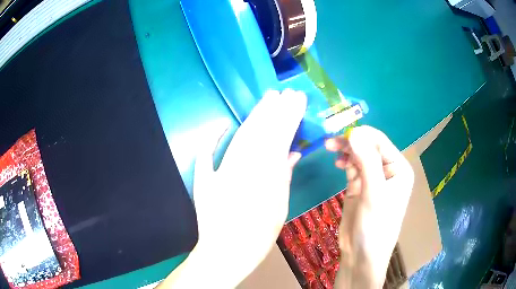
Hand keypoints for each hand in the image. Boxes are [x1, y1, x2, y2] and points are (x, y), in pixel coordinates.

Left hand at [158, 89, 306, 288]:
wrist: (224, 255)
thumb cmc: (257, 239)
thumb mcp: (279, 210)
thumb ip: (284, 178)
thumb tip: (291, 153)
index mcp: (265, 179)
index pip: (280, 139)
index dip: (289, 117)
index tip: (297, 100)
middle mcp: (243, 171)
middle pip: (260, 133)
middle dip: (273, 110)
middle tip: (283, 92)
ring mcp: (220, 174)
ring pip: (239, 138)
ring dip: (253, 117)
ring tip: (266, 99)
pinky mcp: (203, 181)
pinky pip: (206, 155)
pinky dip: (212, 138)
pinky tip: (221, 125)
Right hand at [325, 126, 413, 287]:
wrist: (362, 254)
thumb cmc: (375, 226)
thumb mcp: (374, 193)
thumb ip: (367, 161)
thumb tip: (354, 132)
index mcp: (399, 168)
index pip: (381, 142)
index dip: (362, 135)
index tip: (341, 132)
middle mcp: (388, 170)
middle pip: (369, 147)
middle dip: (352, 142)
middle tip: (331, 142)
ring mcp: (373, 179)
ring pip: (359, 156)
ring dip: (346, 151)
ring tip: (330, 149)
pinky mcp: (360, 187)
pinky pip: (353, 167)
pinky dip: (345, 163)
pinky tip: (338, 163)